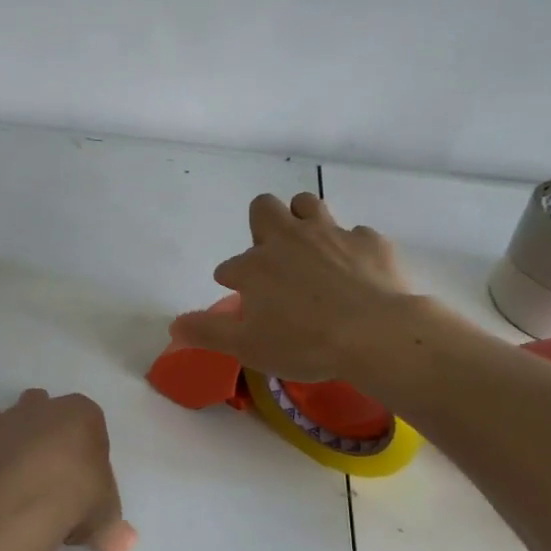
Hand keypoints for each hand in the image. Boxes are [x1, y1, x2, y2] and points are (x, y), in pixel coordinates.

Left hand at [0, 390, 136, 550]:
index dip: (87, 446)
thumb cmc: (72, 498)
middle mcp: (36, 409)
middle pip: (42, 409)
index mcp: (79, 413)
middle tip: (50, 473)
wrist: (12, 508)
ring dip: (9, 445)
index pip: (88, 420)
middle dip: (44, 432)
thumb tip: (124, 542)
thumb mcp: (104, 515)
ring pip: (3, 424)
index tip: (86, 477)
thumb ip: (111, 523)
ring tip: (17, 486)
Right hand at [169, 193, 416, 383]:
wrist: (376, 335)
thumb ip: (207, 332)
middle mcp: (288, 239)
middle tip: (273, 257)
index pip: (230, 266)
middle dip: (261, 224)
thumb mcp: (247, 346)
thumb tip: (173, 325)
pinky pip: (355, 233)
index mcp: (255, 265)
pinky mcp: (368, 241)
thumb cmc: (305, 343)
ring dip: (303, 219)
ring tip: (310, 248)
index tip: (240, 296)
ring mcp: (330, 234)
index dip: (232, 280)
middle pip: (264, 208)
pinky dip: (350, 248)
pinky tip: (356, 270)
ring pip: (308, 204)